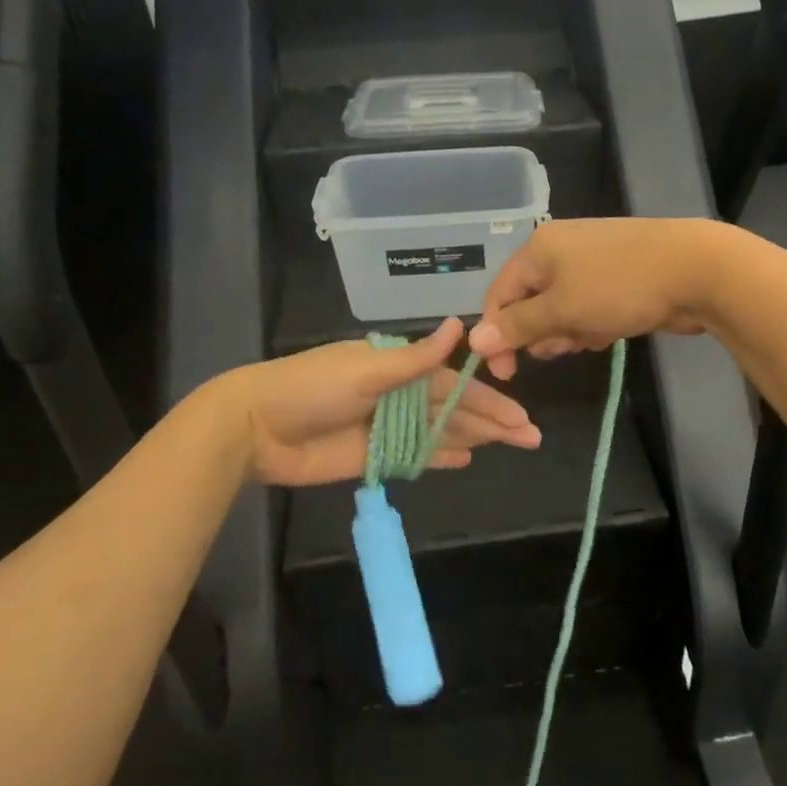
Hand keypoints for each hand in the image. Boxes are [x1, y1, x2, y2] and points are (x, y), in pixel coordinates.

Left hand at [219, 318, 540, 486]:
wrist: (256, 428)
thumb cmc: (311, 388)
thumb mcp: (366, 369)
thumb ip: (416, 359)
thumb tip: (459, 325)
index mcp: (397, 367)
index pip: (454, 384)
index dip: (489, 400)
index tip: (520, 416)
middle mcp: (397, 395)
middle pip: (453, 410)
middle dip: (492, 422)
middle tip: (530, 437)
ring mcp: (386, 427)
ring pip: (440, 432)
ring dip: (474, 438)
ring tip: (511, 445)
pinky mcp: (372, 457)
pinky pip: (415, 456)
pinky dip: (440, 456)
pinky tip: (466, 459)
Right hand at [468, 218, 731, 380]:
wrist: (697, 271)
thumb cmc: (619, 287)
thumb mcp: (562, 310)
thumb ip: (517, 326)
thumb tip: (474, 339)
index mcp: (539, 248)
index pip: (500, 293)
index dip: (498, 333)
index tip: (506, 372)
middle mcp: (560, 250)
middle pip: (530, 302)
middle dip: (542, 332)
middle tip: (561, 347)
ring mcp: (592, 262)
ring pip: (561, 310)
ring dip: (570, 331)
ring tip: (593, 336)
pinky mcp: (617, 277)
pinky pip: (589, 308)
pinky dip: (594, 324)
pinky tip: (612, 331)